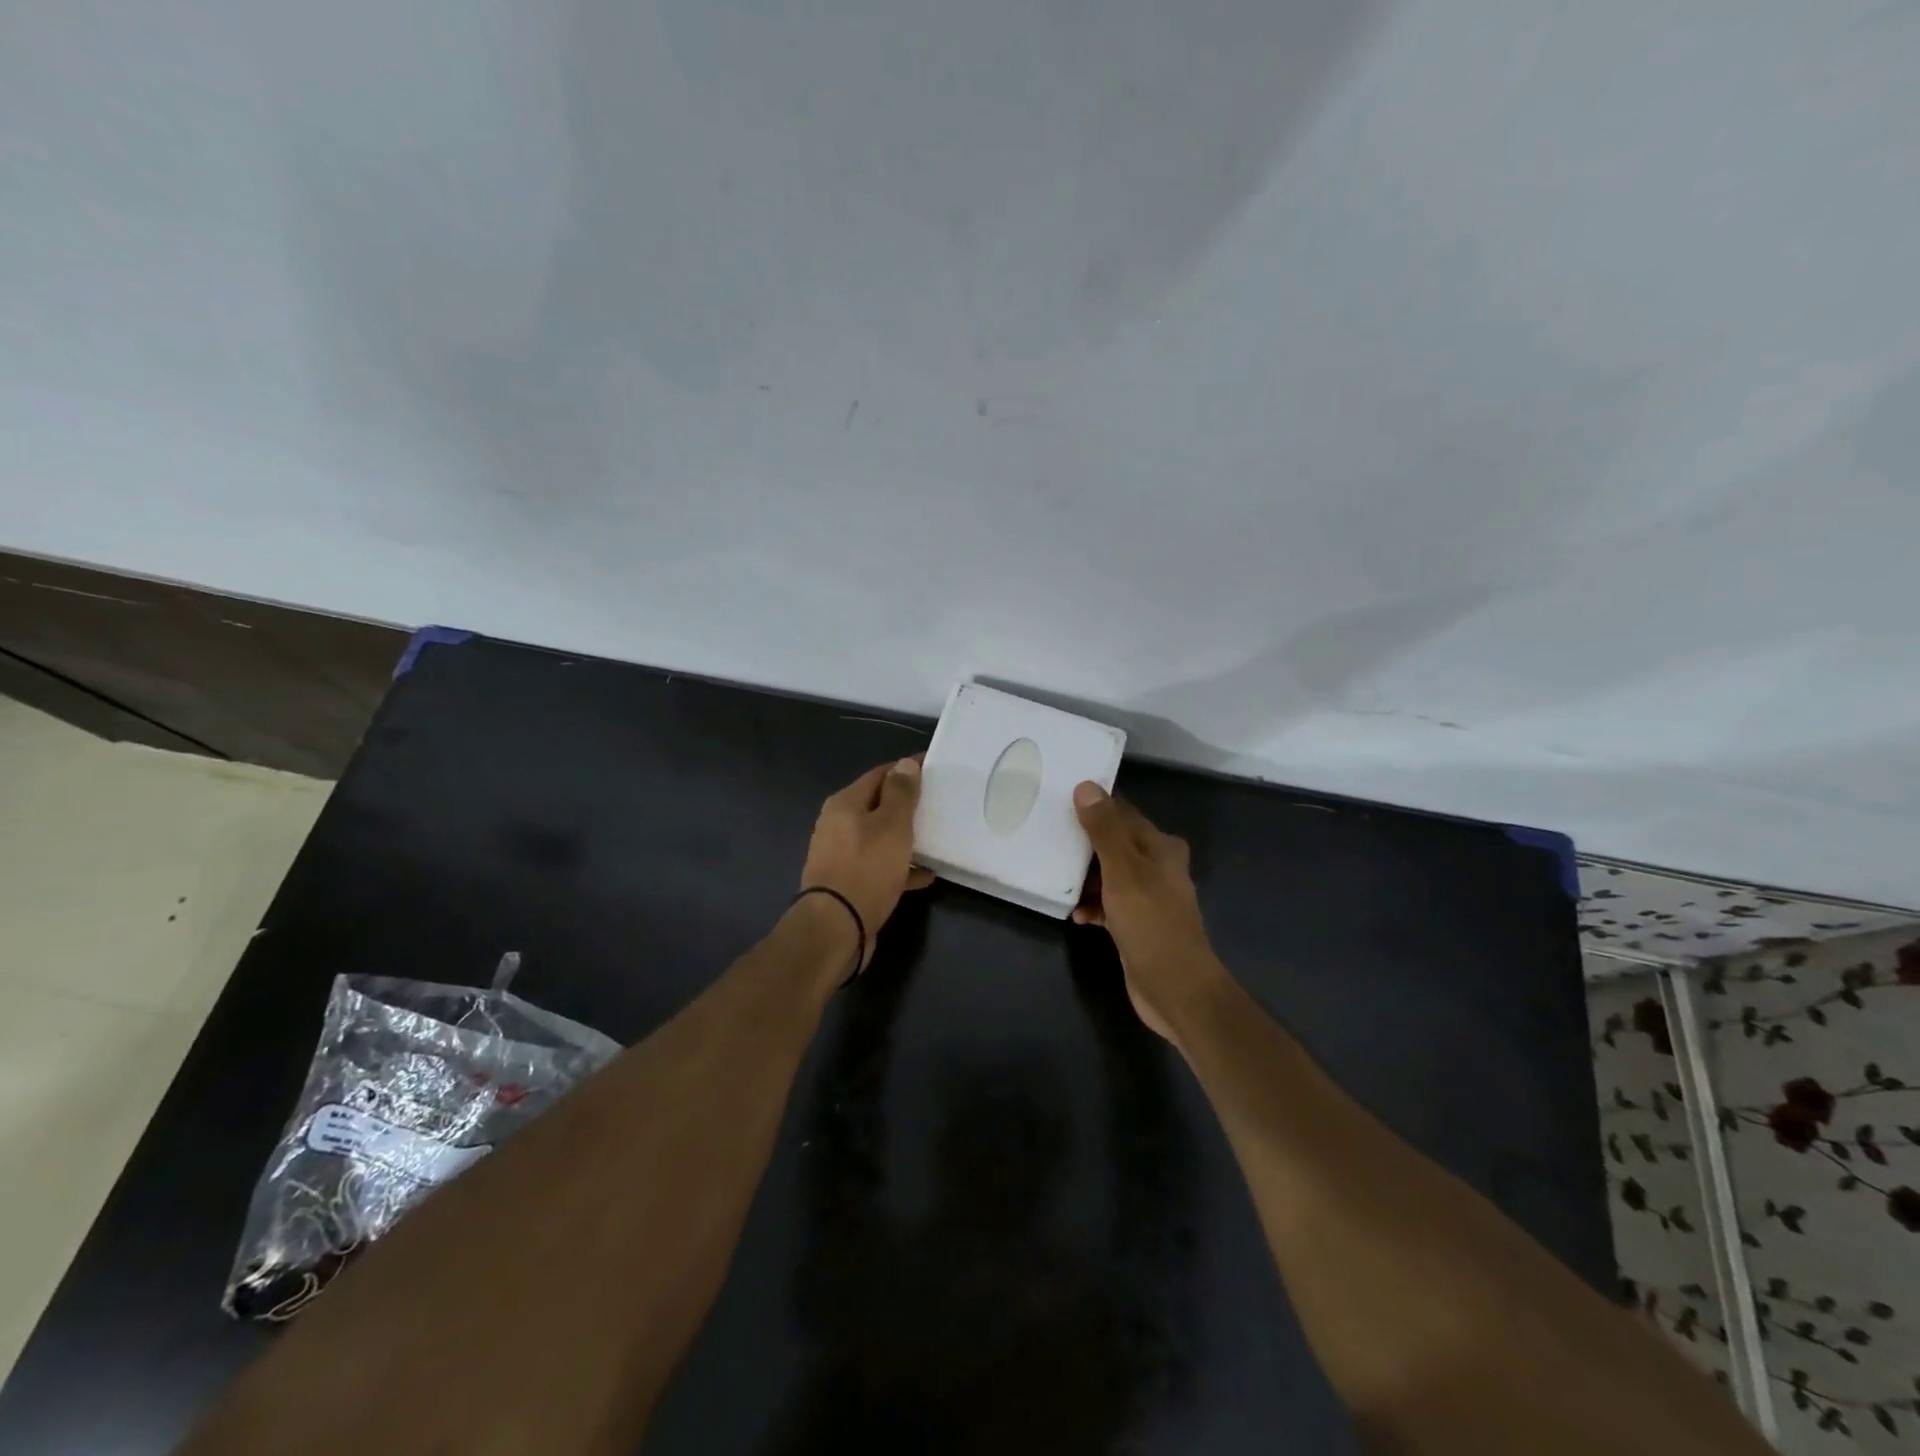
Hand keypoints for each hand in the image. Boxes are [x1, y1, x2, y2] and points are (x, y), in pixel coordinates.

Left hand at [800, 758, 934, 970]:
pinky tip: (925, 875)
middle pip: (877, 806)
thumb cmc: (866, 868)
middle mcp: (838, 826)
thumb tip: (904, 764)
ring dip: (905, 838)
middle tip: (938, 803)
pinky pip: (879, 867)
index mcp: (844, 804)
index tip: (934, 768)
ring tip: (936, 839)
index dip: (906, 769)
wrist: (836, 928)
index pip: (880, 775)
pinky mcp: (848, 883)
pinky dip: (901, 868)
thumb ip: (901, 793)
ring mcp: (841, 856)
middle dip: (907, 805)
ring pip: (879, 838)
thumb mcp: (891, 825)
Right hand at [1071, 782, 1224, 1043]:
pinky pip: (1109, 904)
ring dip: (1085, 876)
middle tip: (1049, 836)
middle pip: (1114, 843)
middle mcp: (1158, 866)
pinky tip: (1076, 915)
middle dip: (1084, 842)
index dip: (1094, 805)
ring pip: (1109, 874)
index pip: (1123, 812)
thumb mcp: (1123, 871)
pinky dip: (1093, 905)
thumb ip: (1104, 830)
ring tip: (1056, 875)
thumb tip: (1086, 786)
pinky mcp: (1137, 923)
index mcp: (1160, 846)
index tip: (1060, 798)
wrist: (1176, 989)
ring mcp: (1148, 896)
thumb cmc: (1151, 923)